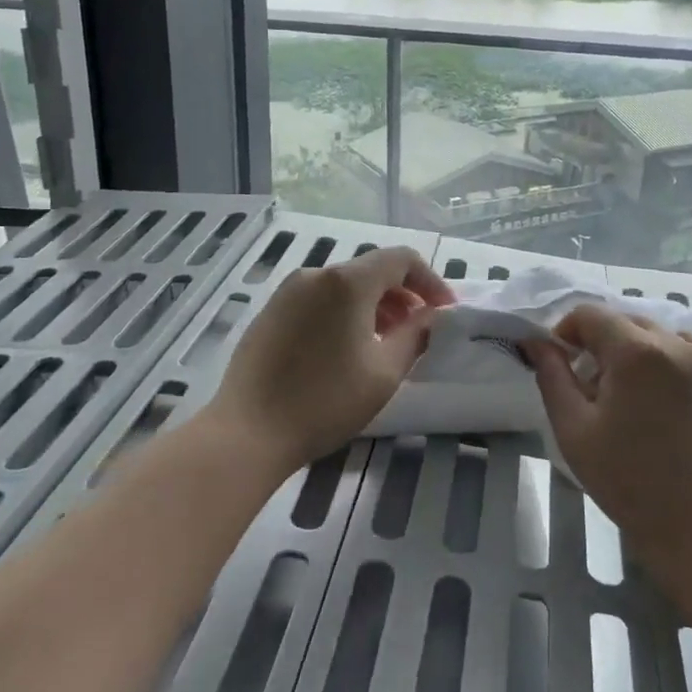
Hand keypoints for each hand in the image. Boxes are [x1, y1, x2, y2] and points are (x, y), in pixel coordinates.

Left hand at [208, 246, 453, 470]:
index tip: (443, 312)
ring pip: (343, 285)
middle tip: (417, 329)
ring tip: (385, 341)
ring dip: (373, 304)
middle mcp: (316, 274)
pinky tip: (345, 349)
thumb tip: (432, 316)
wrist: (248, 432)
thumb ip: (416, 335)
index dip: (430, 280)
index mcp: (347, 282)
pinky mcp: (270, 311)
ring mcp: (288, 291)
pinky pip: (318, 299)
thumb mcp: (384, 373)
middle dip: (402, 294)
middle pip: (371, 269)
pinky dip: (343, 312)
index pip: (401, 259)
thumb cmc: (325, 402)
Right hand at [526, 305, 691, 579]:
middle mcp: (677, 344)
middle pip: (624, 321)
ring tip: (624, 396)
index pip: (590, 314)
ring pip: (655, 335)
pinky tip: (656, 404)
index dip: (566, 332)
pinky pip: (684, 353)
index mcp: (638, 351)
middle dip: (598, 343)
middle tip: (589, 389)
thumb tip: (536, 342)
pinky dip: (661, 362)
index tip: (559, 365)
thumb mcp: (574, 429)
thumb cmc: (629, 482)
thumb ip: (552, 375)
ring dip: (631, 350)